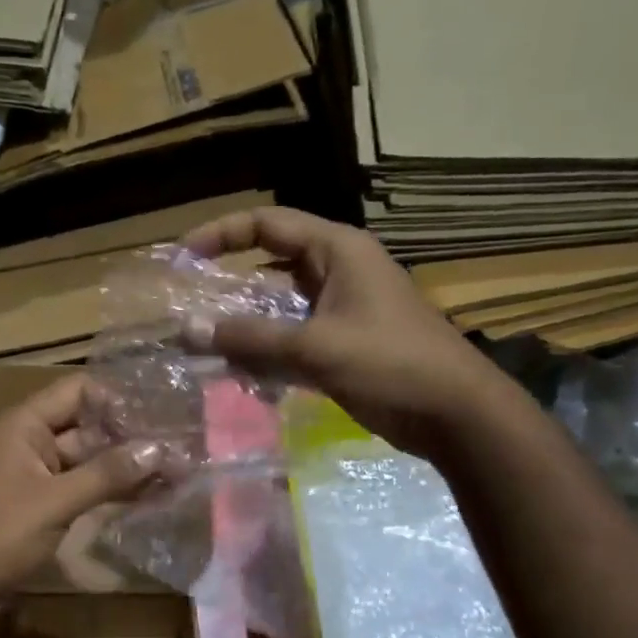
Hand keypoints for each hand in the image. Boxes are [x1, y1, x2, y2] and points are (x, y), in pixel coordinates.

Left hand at [0, 374, 159, 623]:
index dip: (118, 397)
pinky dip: (109, 488)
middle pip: (87, 425)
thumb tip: (160, 449)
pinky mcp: (42, 502)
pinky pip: (81, 485)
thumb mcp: (55, 501)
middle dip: (130, 434)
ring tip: (175, 467)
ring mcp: (37, 472)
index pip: (79, 391)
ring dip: (124, 464)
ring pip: (87, 458)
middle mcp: (31, 440)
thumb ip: (107, 474)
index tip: (162, 409)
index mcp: (26, 424)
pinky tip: (148, 493)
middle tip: (179, 440)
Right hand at [181, 207, 520, 458]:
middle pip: (269, 265)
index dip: (220, 234)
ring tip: (209, 349)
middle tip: (190, 309)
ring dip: (246, 326)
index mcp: (337, 251)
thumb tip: (188, 330)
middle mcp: (338, 271)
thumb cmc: (391, 365)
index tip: (182, 259)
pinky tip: (244, 375)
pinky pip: (293, 337)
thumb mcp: (316, 348)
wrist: (455, 414)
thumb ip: (251, 339)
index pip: (267, 223)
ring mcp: (342, 308)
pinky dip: (267, 352)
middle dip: (229, 287)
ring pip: (279, 307)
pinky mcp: (344, 342)